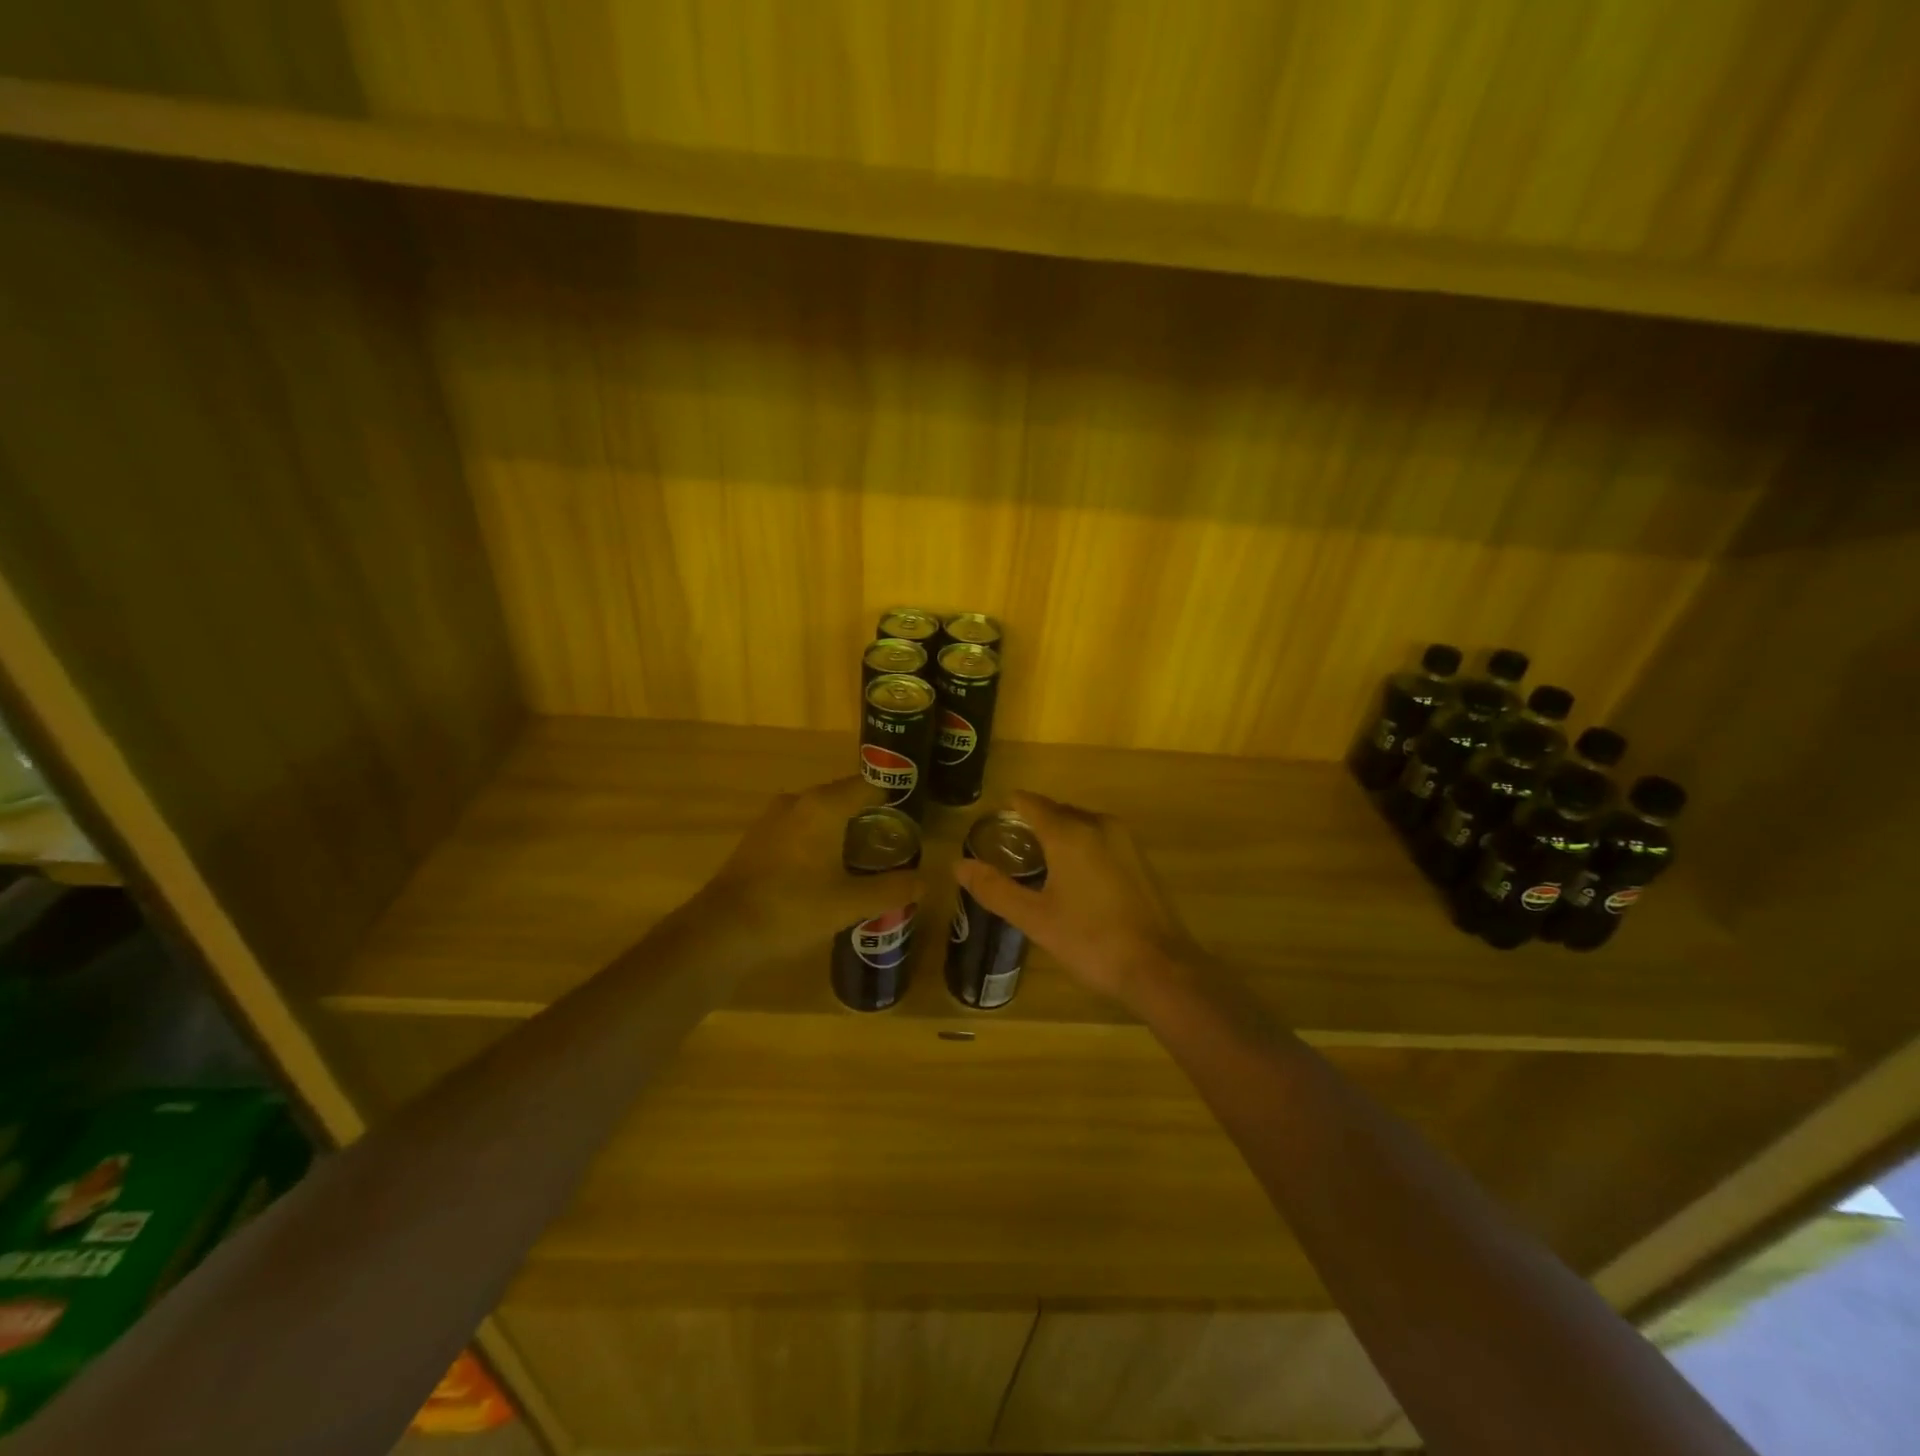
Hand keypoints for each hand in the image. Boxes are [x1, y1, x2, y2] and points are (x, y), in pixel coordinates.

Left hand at [682, 777, 924, 963]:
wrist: (721, 931)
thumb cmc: (791, 908)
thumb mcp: (849, 903)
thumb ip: (890, 889)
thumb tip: (924, 881)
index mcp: (823, 806)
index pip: (867, 786)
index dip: (892, 799)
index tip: (911, 819)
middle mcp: (798, 802)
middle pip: (843, 797)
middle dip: (869, 817)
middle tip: (894, 844)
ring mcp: (773, 818)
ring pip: (819, 813)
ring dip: (842, 829)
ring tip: (865, 858)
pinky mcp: (758, 839)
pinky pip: (800, 828)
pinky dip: (818, 840)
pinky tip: (827, 869)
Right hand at [951, 791, 1205, 1006]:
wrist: (1160, 967)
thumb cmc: (1091, 941)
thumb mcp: (1035, 919)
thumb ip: (995, 889)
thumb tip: (959, 865)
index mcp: (1069, 833)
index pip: (1031, 804)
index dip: (1009, 807)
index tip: (991, 821)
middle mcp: (1098, 825)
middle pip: (1057, 811)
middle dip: (1032, 823)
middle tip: (1009, 849)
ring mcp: (1125, 841)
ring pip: (1081, 825)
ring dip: (1059, 835)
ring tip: (1038, 863)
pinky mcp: (1140, 859)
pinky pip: (1100, 839)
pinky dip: (1081, 847)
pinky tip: (1074, 878)